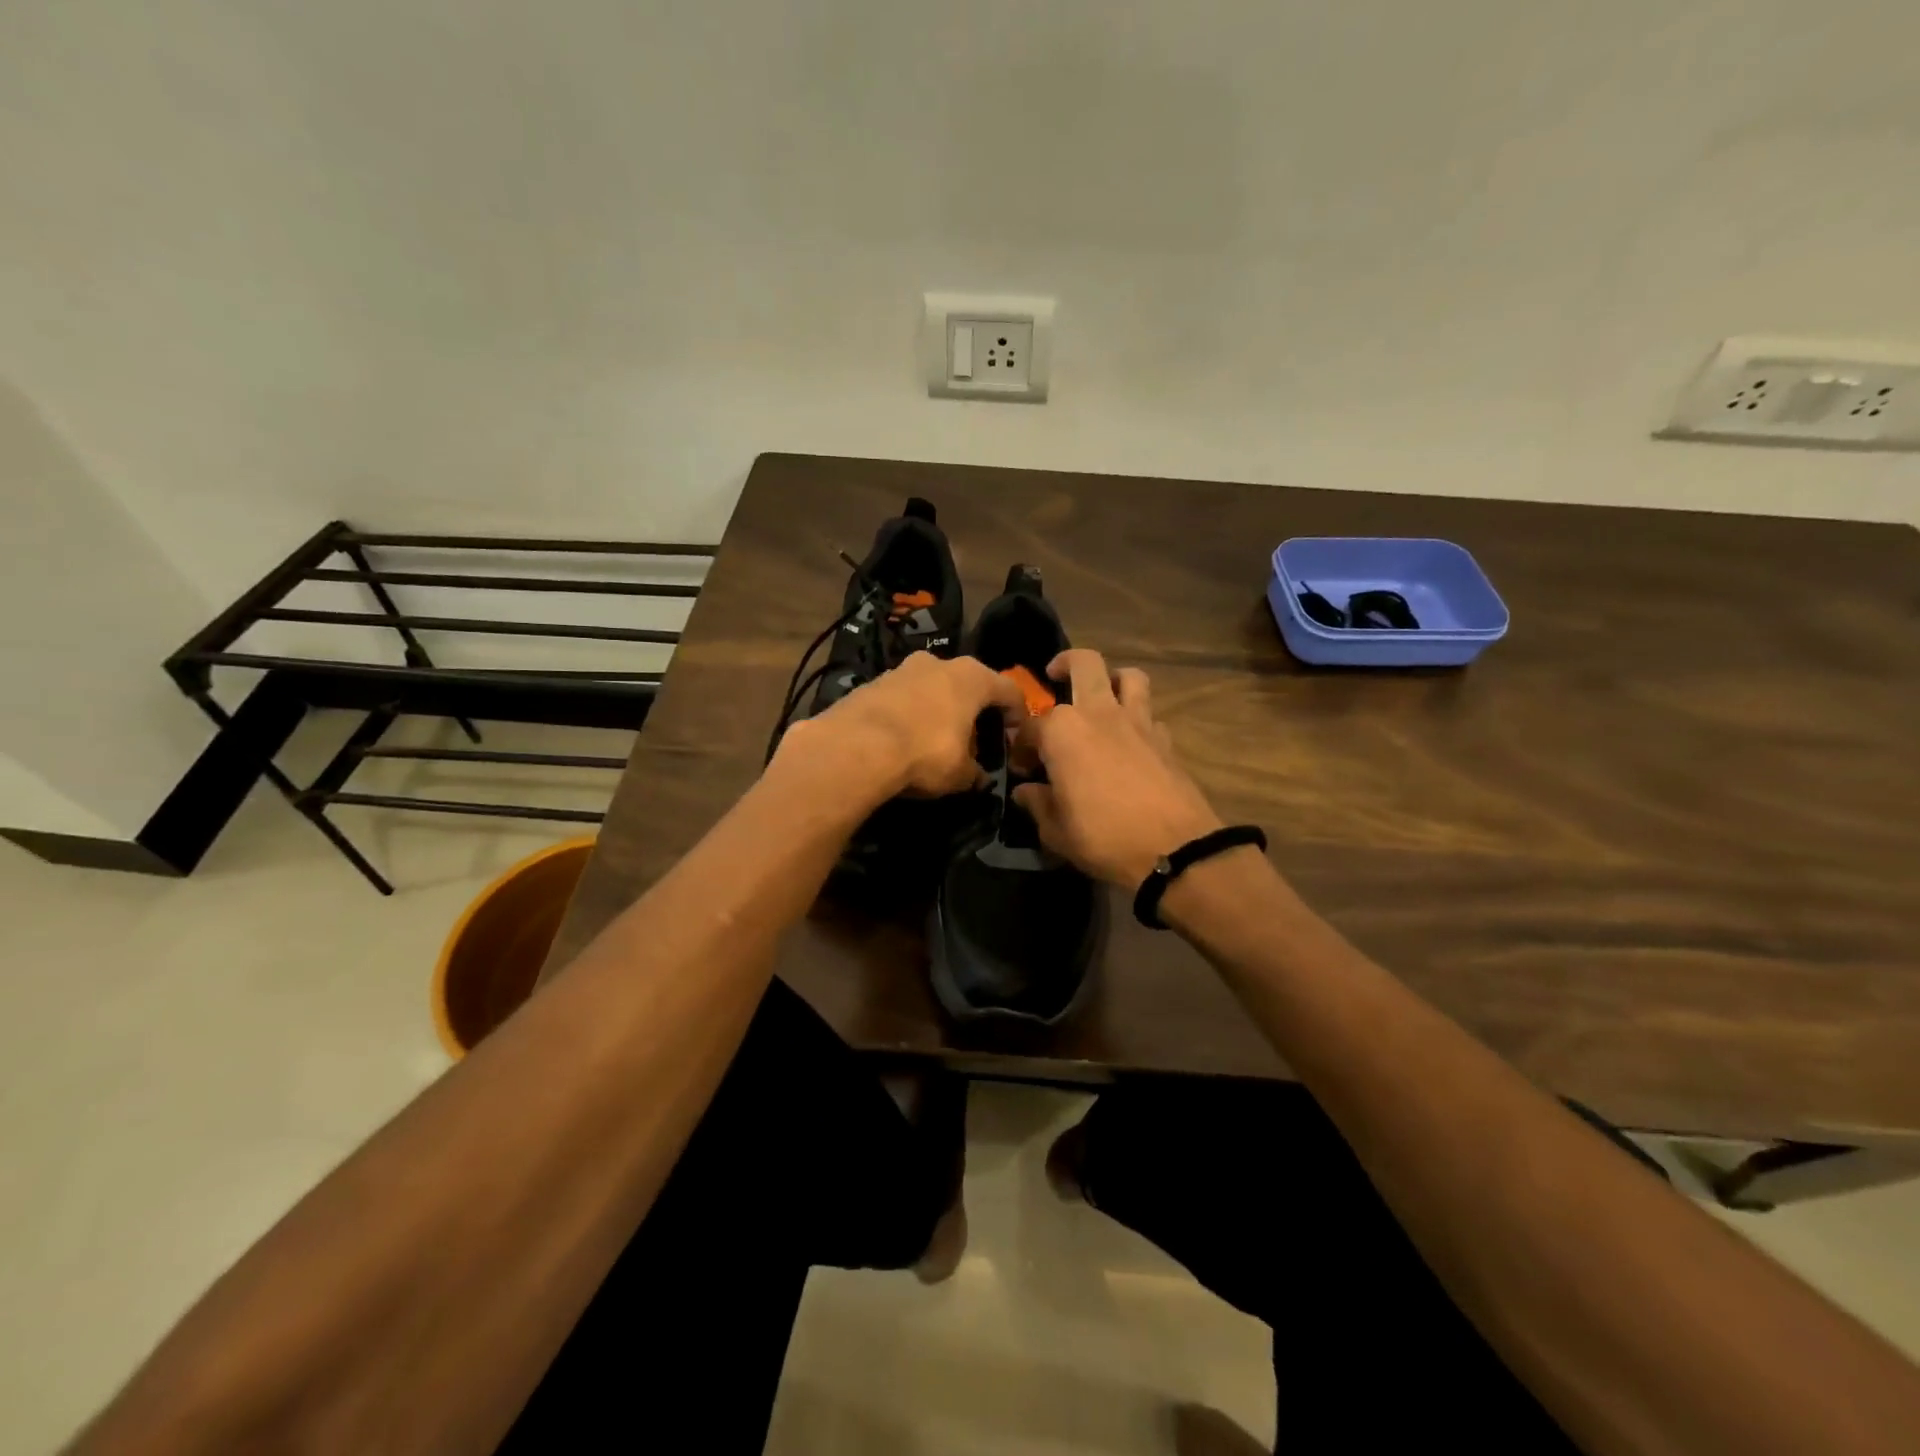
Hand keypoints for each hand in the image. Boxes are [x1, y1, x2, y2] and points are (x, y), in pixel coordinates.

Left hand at [776, 651, 1025, 799]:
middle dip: (973, 711)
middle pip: (968, 685)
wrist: (855, 747)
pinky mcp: (871, 683)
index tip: (1013, 738)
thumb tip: (979, 778)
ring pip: (932, 688)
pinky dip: (909, 715)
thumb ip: (975, 773)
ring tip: (936, 742)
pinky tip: (903, 741)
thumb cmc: (925, 753)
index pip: (1009, 690)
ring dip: (939, 711)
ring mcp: (901, 669)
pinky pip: (902, 699)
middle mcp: (938, 662)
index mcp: (971, 676)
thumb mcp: (960, 774)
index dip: (1017, 715)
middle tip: (974, 741)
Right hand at [1011, 650, 1224, 887]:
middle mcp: (1099, 713)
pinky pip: (1150, 715)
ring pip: (1129, 676)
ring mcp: (1137, 722)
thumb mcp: (1055, 830)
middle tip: (1055, 676)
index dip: (1020, 746)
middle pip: (1084, 664)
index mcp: (1062, 731)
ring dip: (1114, 678)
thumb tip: (1025, 791)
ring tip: (1103, 695)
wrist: (1174, 850)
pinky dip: (1138, 719)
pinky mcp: (1165, 739)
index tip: (1023, 770)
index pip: (1029, 726)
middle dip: (1065, 664)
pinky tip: (1131, 740)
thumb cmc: (1103, 837)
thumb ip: (1037, 804)